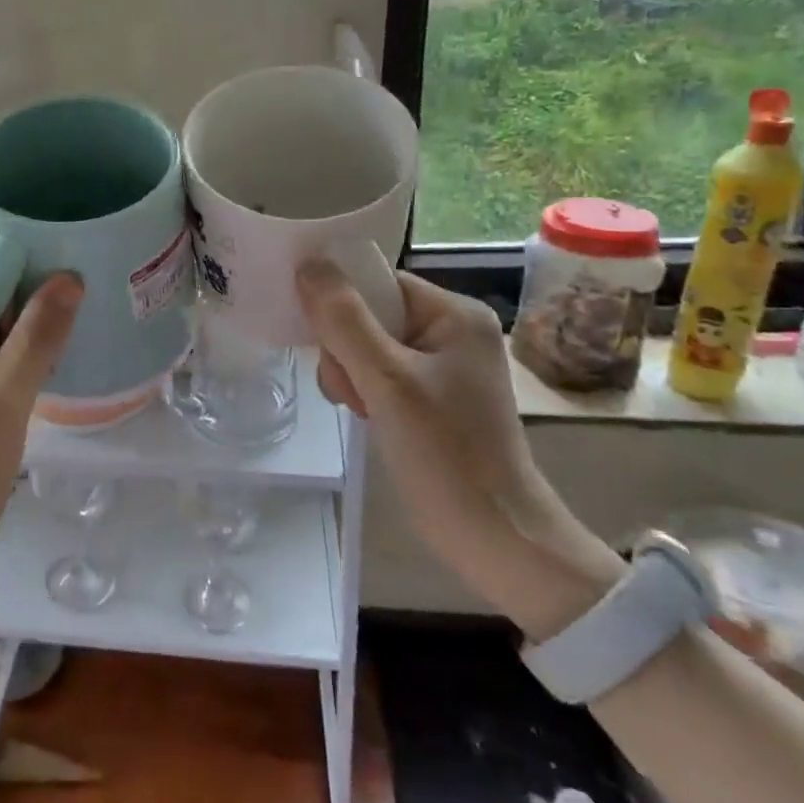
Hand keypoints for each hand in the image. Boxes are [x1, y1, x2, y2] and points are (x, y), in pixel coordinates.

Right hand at [296, 259, 621, 637]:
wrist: (496, 539)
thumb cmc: (446, 454)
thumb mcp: (388, 382)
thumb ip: (344, 321)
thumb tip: (308, 263)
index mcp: (455, 314)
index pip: (379, 283)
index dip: (342, 304)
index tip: (323, 340)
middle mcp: (453, 331)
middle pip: (370, 315)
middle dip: (346, 350)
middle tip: (352, 389)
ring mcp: (444, 367)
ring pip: (369, 347)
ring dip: (352, 374)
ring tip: (361, 409)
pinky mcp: (433, 398)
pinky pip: (382, 374)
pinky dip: (365, 391)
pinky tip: (367, 417)